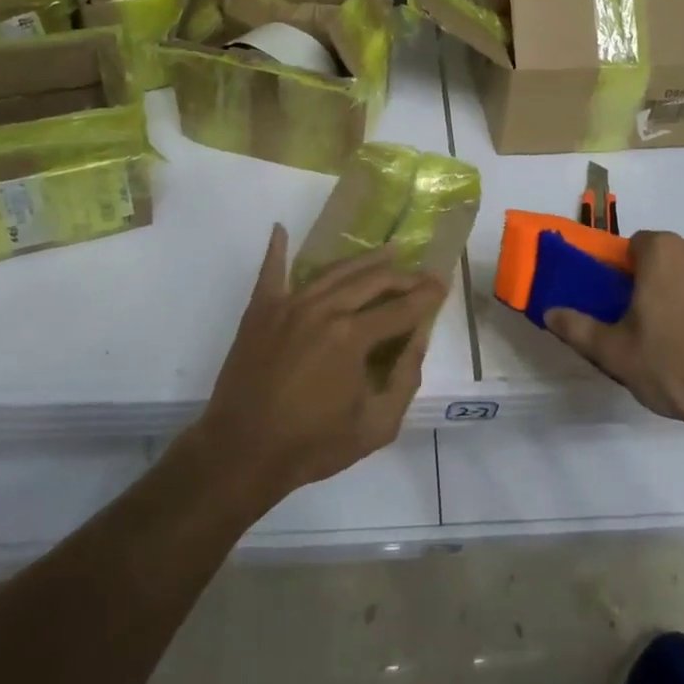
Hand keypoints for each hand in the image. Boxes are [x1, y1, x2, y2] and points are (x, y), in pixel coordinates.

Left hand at [195, 224, 448, 509]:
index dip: (426, 297)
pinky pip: (272, 272)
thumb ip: (405, 379)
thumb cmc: (312, 445)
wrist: (240, 453)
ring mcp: (289, 305)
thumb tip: (418, 338)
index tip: (443, 286)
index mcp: (353, 337)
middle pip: (372, 281)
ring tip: (388, 250)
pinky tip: (280, 230)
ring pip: (334, 271)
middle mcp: (324, 310)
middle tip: (422, 274)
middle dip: (403, 276)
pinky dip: (277, 250)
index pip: (401, 308)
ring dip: (365, 260)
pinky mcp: (260, 311)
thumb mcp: (376, 426)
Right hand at [544, 230, 683, 444]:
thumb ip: (579, 328)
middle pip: (683, 254)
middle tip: (675, 323)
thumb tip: (549, 311)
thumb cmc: (679, 371)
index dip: (636, 272)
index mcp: (665, 252)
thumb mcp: (617, 355)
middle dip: (677, 278)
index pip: (641, 246)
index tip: (639, 304)